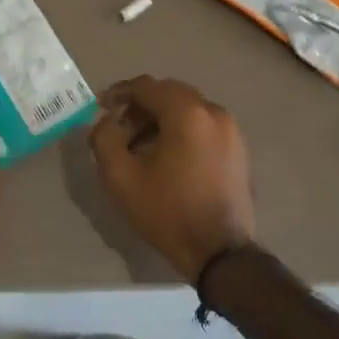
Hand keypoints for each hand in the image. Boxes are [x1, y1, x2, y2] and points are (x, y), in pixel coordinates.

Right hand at [88, 76, 255, 281]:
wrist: (219, 251)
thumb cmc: (167, 211)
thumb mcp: (121, 177)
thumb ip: (105, 139)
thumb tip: (107, 121)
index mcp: (187, 112)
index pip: (147, 86)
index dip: (119, 93)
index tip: (101, 107)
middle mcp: (213, 112)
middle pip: (170, 94)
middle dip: (141, 105)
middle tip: (119, 126)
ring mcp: (231, 130)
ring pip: (188, 109)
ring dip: (161, 118)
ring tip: (140, 144)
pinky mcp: (237, 149)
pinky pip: (203, 126)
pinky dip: (181, 130)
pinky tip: (166, 155)